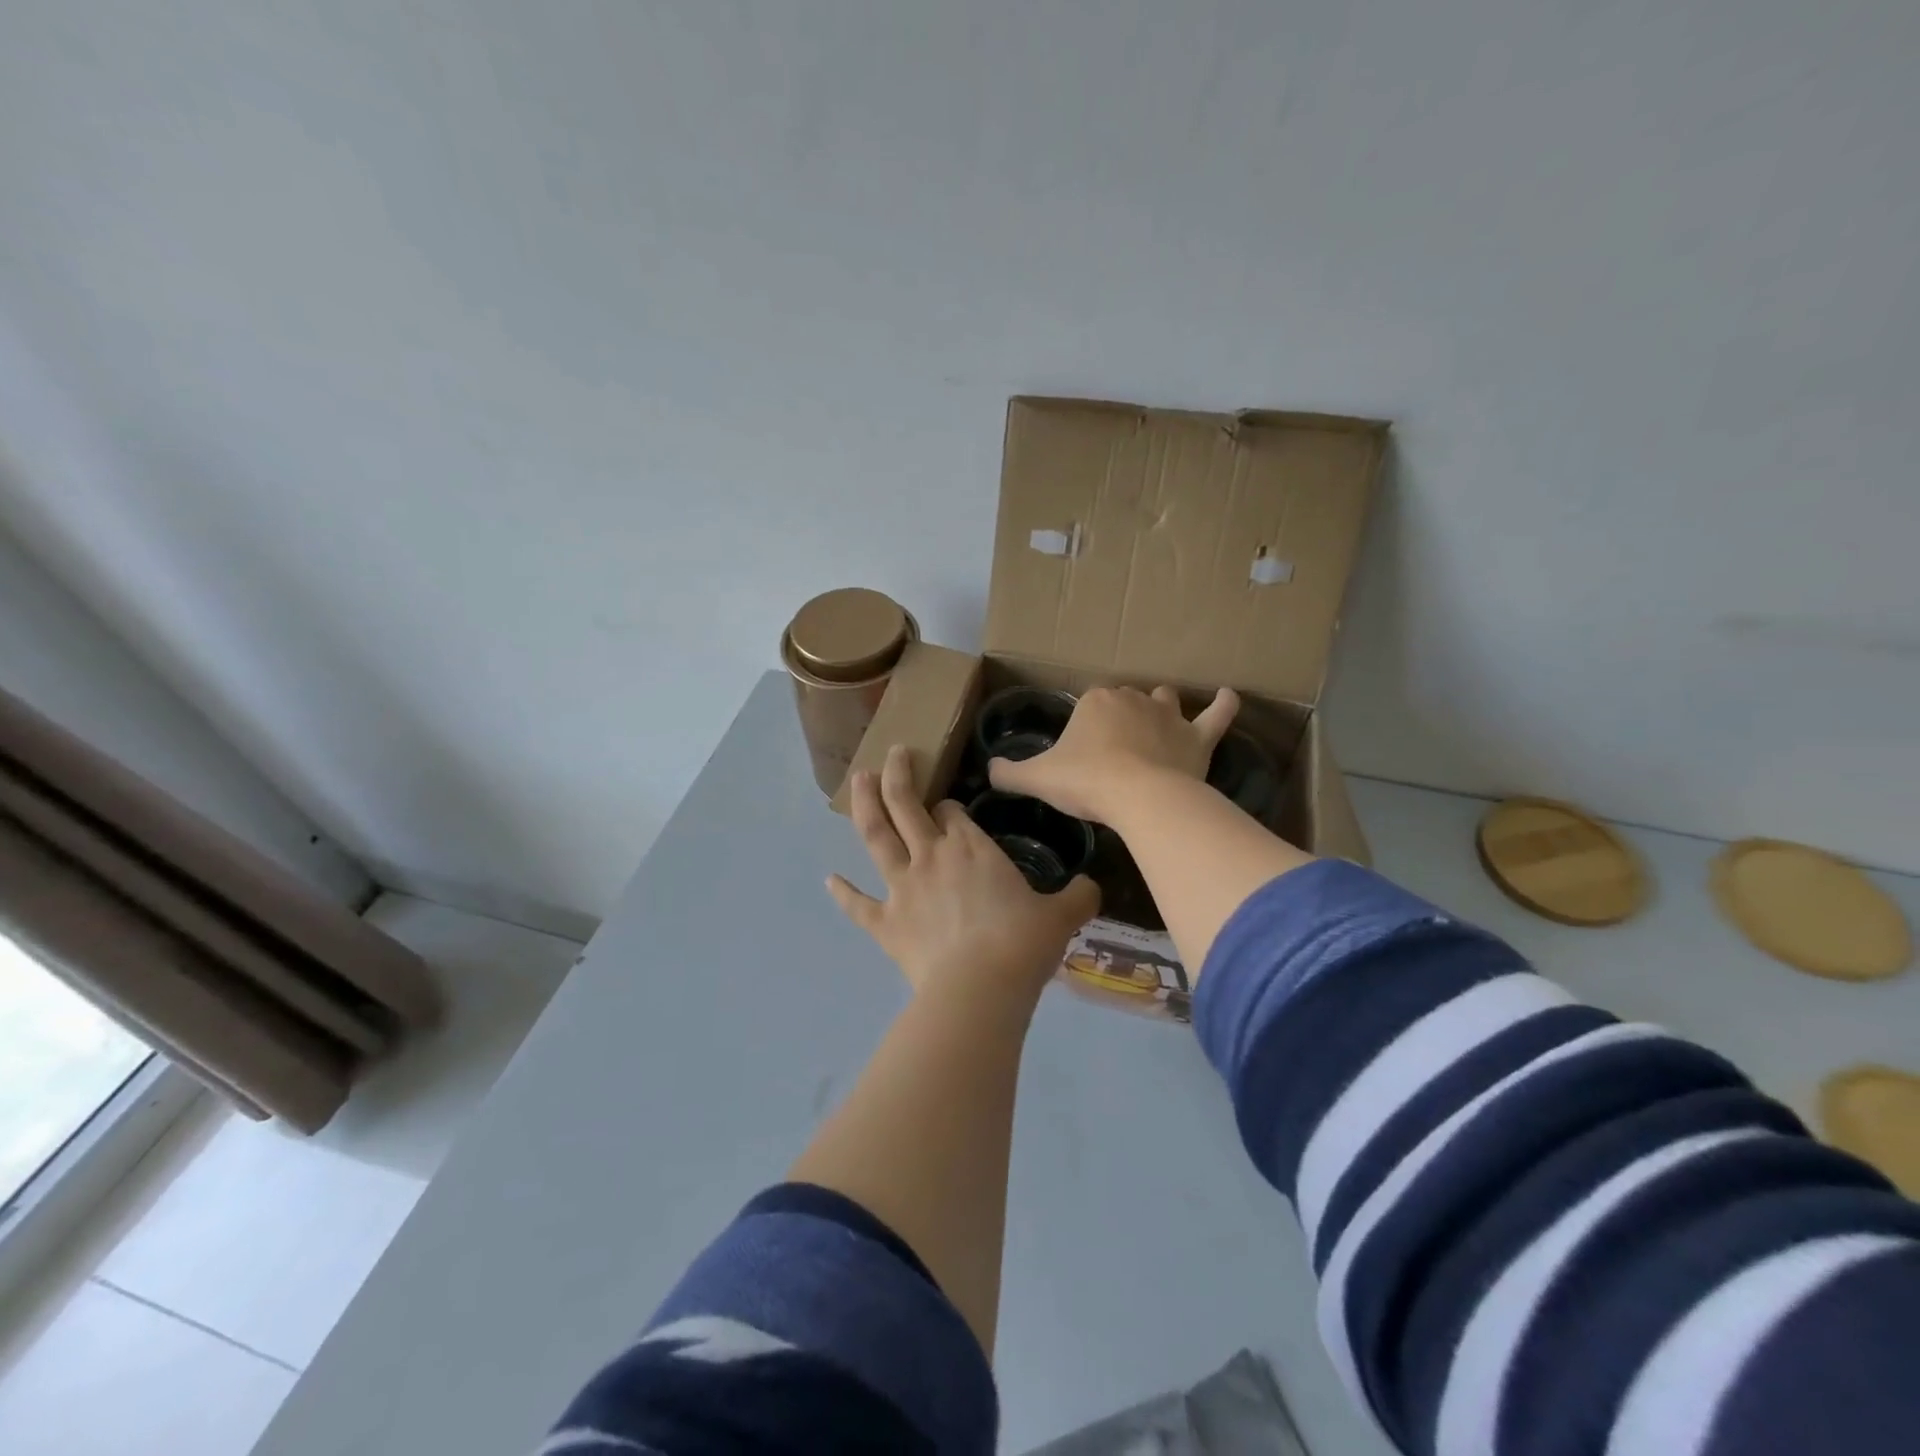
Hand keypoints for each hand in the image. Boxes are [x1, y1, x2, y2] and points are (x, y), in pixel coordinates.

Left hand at [829, 745, 1099, 1002]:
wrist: (980, 988)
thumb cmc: (1022, 943)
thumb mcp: (1061, 917)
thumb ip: (1078, 897)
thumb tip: (1094, 888)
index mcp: (971, 847)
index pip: (952, 812)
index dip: (948, 806)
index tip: (949, 808)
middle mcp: (931, 856)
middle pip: (906, 804)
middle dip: (898, 775)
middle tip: (893, 753)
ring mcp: (902, 887)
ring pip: (875, 836)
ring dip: (865, 805)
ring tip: (858, 780)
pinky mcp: (884, 922)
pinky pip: (858, 904)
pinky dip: (842, 892)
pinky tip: (828, 879)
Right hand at [988, 685, 1239, 823]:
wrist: (1138, 798)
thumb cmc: (1086, 782)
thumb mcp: (1037, 778)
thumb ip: (1010, 773)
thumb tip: (989, 771)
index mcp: (1095, 701)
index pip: (1088, 705)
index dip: (1085, 728)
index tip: (1082, 754)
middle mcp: (1133, 698)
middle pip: (1125, 701)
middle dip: (1120, 718)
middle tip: (1112, 752)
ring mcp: (1169, 715)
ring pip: (1165, 700)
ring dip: (1161, 709)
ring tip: (1156, 727)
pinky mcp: (1198, 737)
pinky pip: (1217, 715)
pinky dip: (1224, 706)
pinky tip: (1228, 696)